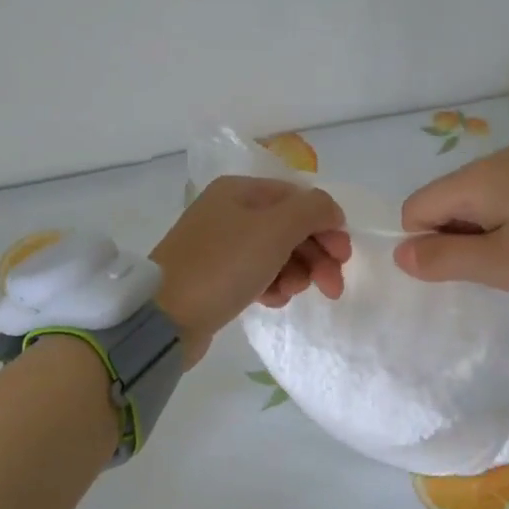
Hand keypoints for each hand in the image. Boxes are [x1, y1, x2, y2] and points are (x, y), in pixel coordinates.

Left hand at [152, 177, 350, 364]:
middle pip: (290, 227)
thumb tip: (331, 210)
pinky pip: (257, 275)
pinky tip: (270, 301)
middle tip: (332, 287)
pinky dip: (271, 286)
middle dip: (316, 256)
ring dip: (295, 273)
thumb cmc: (222, 266)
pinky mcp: (216, 277)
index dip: (326, 225)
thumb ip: (313, 211)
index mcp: (240, 191)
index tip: (343, 257)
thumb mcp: (275, 230)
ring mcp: (220, 246)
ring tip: (290, 293)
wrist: (165, 318)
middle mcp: (229, 212)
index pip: (298, 199)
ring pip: (276, 254)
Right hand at [395, 147, 508, 296]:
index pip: (415, 208)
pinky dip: (506, 227)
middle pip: (443, 204)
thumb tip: (399, 254)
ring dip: (482, 238)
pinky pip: (502, 201)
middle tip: (497, 269)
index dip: (426, 244)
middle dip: (456, 241)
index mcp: (477, 178)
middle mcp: (493, 161)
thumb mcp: (502, 264)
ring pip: (473, 205)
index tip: (466, 269)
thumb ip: (444, 259)